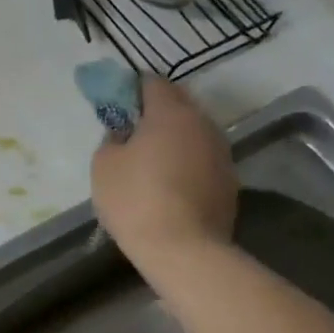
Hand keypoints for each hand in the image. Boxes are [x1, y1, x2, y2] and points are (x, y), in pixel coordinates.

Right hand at [91, 77, 237, 275]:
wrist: (184, 249)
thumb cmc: (135, 199)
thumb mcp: (104, 164)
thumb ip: (112, 139)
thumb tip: (124, 135)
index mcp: (171, 112)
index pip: (152, 83)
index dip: (131, 89)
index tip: (116, 104)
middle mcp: (203, 124)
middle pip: (178, 104)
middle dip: (154, 111)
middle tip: (130, 131)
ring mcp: (222, 153)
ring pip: (192, 132)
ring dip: (172, 138)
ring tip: (149, 160)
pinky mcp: (229, 180)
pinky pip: (201, 158)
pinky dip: (185, 162)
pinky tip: (168, 183)